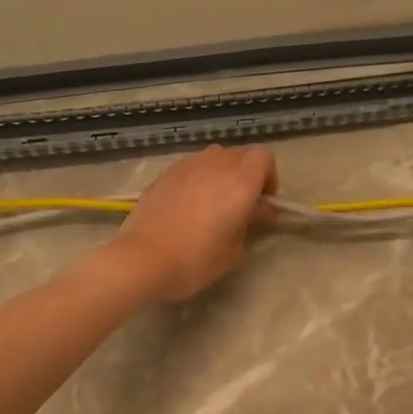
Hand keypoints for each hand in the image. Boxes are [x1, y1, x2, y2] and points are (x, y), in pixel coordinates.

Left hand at [109, 145, 277, 301]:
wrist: (143, 259)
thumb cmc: (196, 259)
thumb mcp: (234, 249)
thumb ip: (252, 222)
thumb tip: (260, 210)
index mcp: (240, 182)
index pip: (264, 157)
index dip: (268, 176)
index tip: (262, 201)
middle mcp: (216, 165)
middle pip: (240, 154)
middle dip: (246, 174)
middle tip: (240, 203)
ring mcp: (188, 165)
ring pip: (214, 156)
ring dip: (221, 172)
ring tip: (213, 199)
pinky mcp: (166, 172)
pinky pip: (192, 165)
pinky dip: (198, 176)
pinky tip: (188, 202)